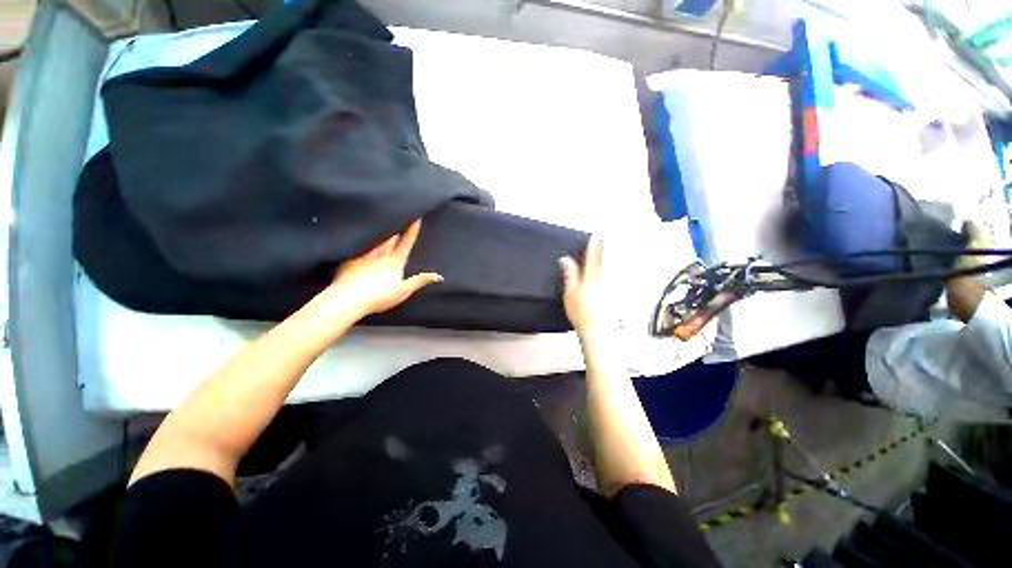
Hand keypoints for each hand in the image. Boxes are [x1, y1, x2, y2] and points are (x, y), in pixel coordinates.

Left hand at [330, 220, 442, 316]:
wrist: (349, 299)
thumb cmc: (378, 297)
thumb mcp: (403, 291)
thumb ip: (420, 281)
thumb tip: (438, 276)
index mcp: (395, 261)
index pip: (406, 242)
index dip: (412, 230)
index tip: (416, 218)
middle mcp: (380, 254)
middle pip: (390, 236)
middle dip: (396, 225)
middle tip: (399, 213)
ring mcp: (364, 254)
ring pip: (376, 238)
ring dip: (382, 229)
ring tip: (383, 219)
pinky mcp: (349, 257)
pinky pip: (358, 243)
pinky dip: (362, 237)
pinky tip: (360, 233)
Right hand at [559, 236, 612, 337]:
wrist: (597, 330)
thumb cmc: (581, 313)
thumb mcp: (570, 293)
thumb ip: (570, 274)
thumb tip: (566, 260)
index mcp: (591, 278)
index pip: (592, 257)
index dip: (593, 245)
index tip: (595, 236)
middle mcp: (604, 279)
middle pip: (607, 259)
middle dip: (607, 247)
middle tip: (608, 237)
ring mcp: (613, 287)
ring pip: (615, 267)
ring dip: (615, 256)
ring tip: (615, 247)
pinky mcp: (617, 294)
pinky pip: (619, 277)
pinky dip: (619, 269)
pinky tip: (619, 268)